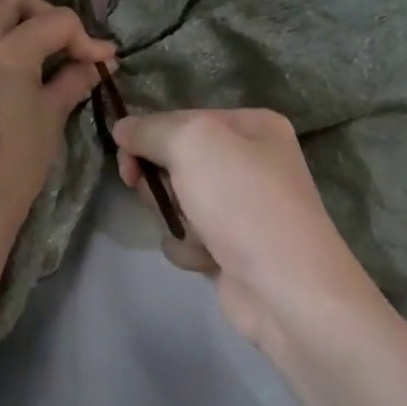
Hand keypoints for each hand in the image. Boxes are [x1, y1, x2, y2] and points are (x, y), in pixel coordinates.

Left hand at [0, 0, 115, 237]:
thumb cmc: (17, 163)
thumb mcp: (52, 117)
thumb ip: (73, 80)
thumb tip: (95, 65)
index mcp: (5, 52)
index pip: (54, 21)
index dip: (85, 37)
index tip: (103, 59)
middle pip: (13, 2)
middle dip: (46, 15)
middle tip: (68, 44)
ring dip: (17, 23)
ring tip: (42, 52)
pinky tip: (15, 68)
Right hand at [113, 109, 383, 350]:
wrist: (285, 286)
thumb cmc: (242, 202)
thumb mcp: (193, 143)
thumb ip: (152, 129)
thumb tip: (122, 128)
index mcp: (252, 126)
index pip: (181, 119)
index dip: (148, 137)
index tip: (125, 160)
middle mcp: (251, 162)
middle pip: (177, 162)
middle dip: (163, 183)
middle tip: (164, 196)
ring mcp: (242, 208)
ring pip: (179, 203)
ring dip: (177, 220)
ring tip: (200, 234)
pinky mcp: (232, 247)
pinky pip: (189, 238)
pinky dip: (190, 248)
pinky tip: (210, 259)